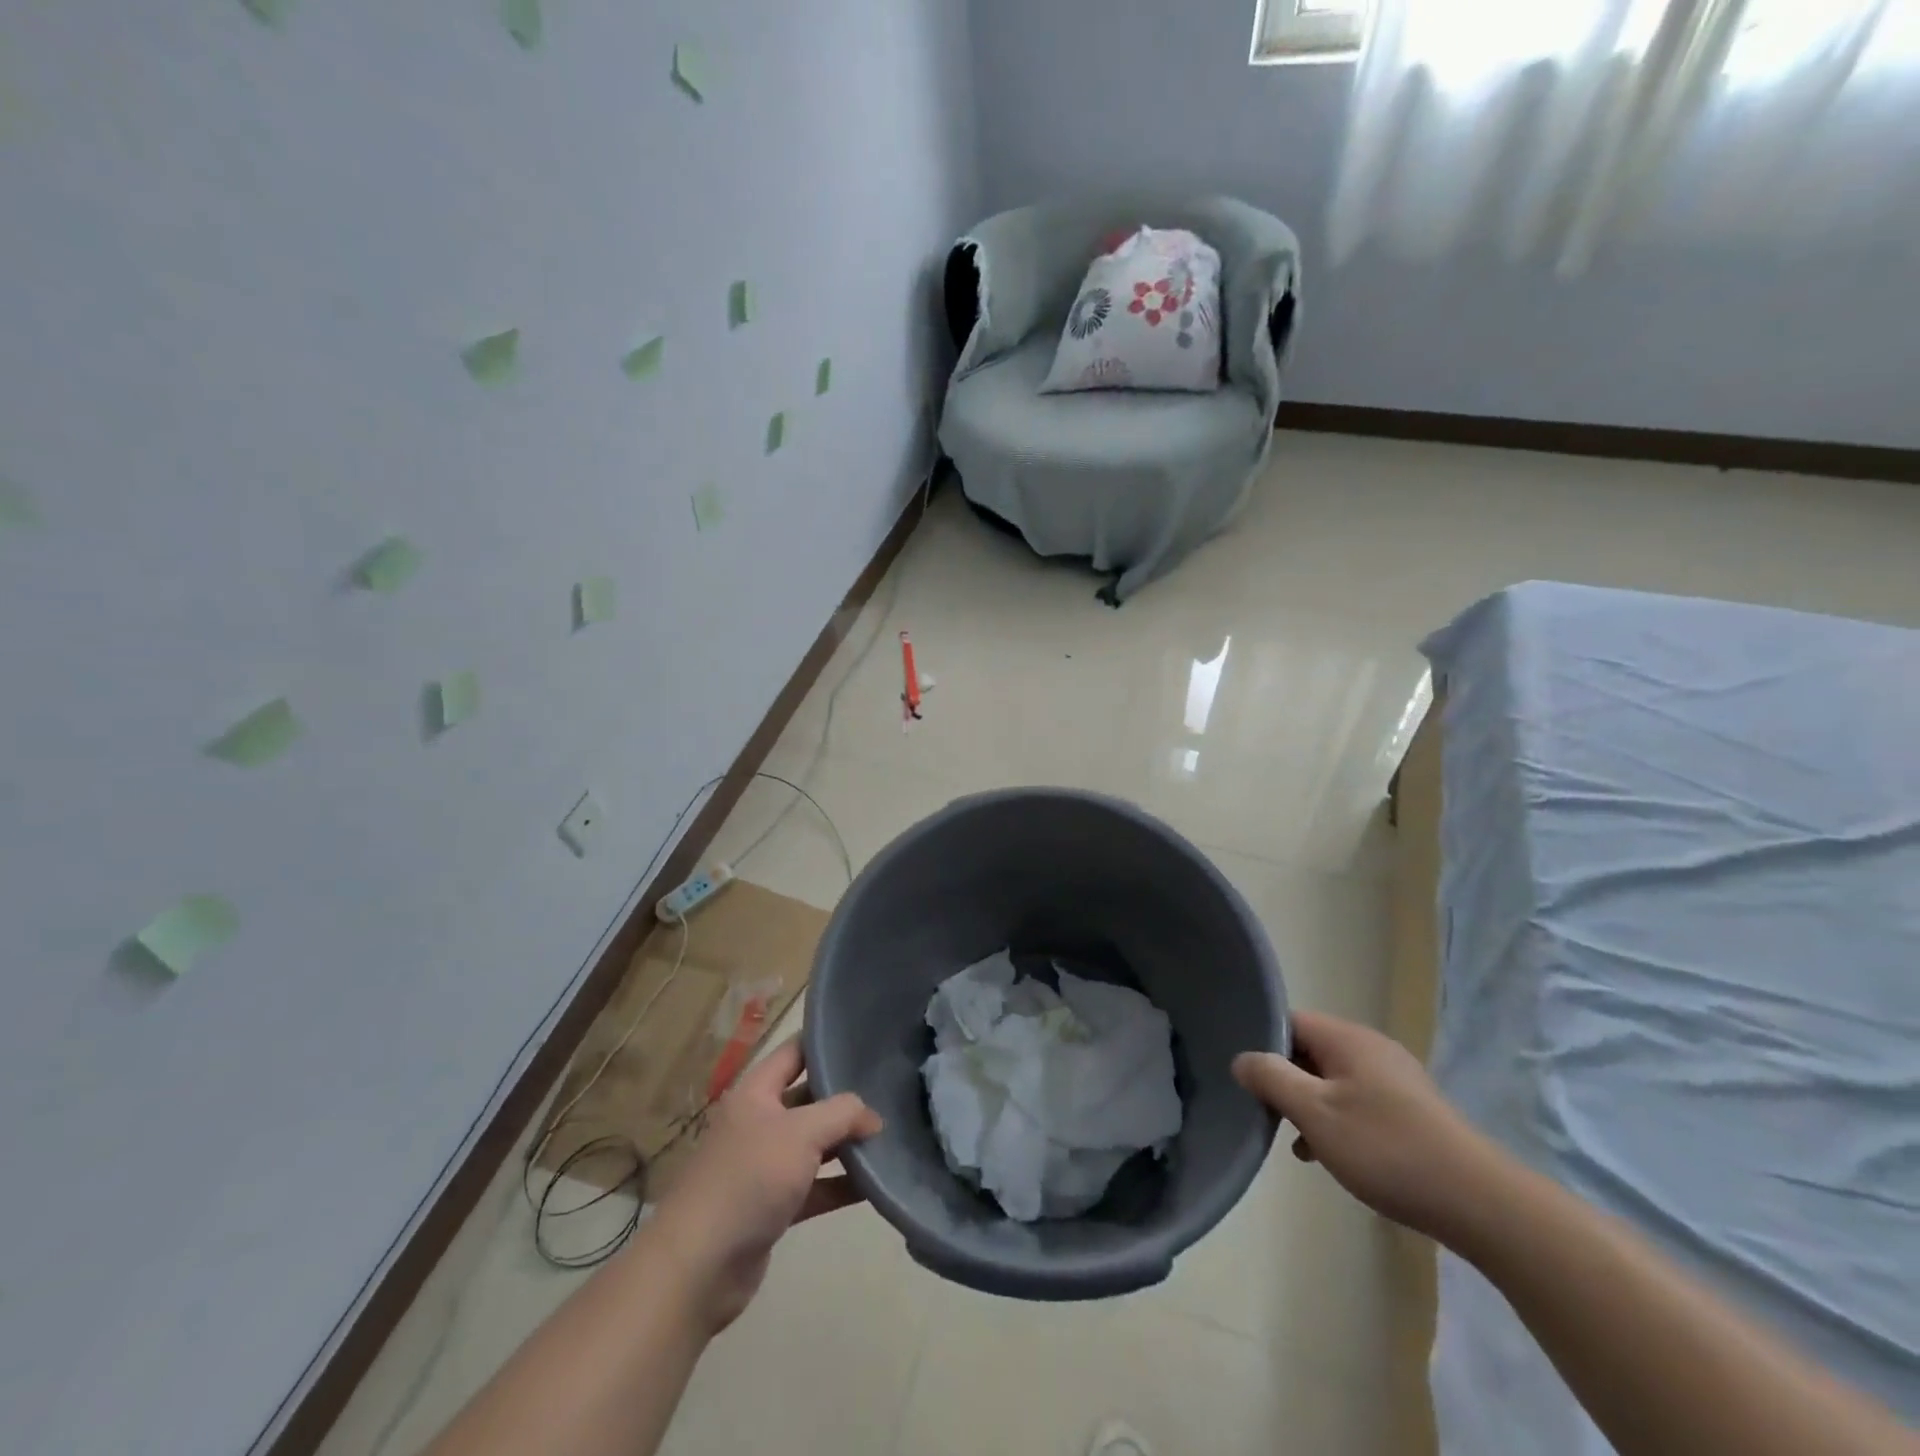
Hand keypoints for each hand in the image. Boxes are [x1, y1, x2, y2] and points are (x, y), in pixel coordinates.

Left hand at [649, 1037, 881, 1336]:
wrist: (699, 1266)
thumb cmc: (749, 1179)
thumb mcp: (802, 1133)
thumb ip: (843, 1114)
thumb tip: (873, 1117)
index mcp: (755, 1092)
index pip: (794, 1051)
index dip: (825, 1041)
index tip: (864, 1036)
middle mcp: (758, 1122)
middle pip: (808, 1098)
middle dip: (844, 1095)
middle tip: (887, 1087)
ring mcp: (764, 1166)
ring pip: (813, 1144)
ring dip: (846, 1143)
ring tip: (889, 1134)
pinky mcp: (771, 1206)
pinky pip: (813, 1186)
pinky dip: (839, 1184)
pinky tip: (874, 1184)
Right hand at [1232, 1010, 1499, 1241]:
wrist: (1480, 1203)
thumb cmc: (1387, 1150)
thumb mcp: (1315, 1113)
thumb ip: (1272, 1079)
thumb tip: (1242, 1058)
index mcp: (1346, 1038)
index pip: (1288, 1021)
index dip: (1262, 1043)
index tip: (1245, 1077)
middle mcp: (1370, 1047)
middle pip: (1309, 1049)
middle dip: (1283, 1078)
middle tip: (1265, 1112)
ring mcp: (1394, 1078)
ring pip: (1331, 1078)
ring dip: (1308, 1103)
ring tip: (1293, 1140)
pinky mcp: (1410, 1109)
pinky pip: (1356, 1100)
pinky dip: (1336, 1119)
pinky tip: (1329, 1154)